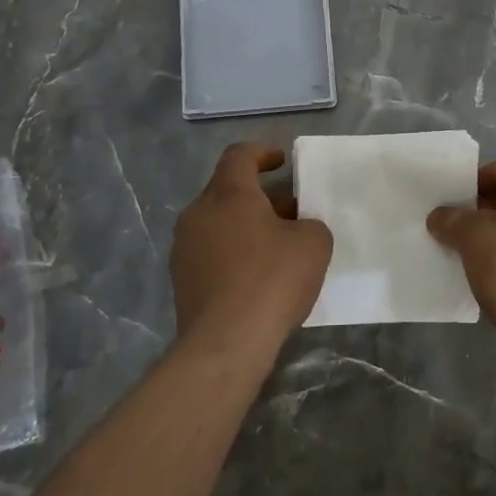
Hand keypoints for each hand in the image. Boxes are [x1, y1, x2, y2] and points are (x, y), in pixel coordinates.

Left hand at [170, 143, 332, 353]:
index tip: (281, 161)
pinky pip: (211, 252)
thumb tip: (298, 229)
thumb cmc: (272, 280)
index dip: (262, 153)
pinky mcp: (181, 280)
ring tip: (276, 246)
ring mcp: (184, 247)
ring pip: (218, 222)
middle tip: (290, 211)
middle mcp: (198, 213)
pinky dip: (233, 252)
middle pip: (228, 190)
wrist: (226, 343)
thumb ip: (311, 224)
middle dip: (260, 196)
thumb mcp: (314, 244)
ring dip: (245, 226)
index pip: (239, 155)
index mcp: (228, 194)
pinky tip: (257, 276)